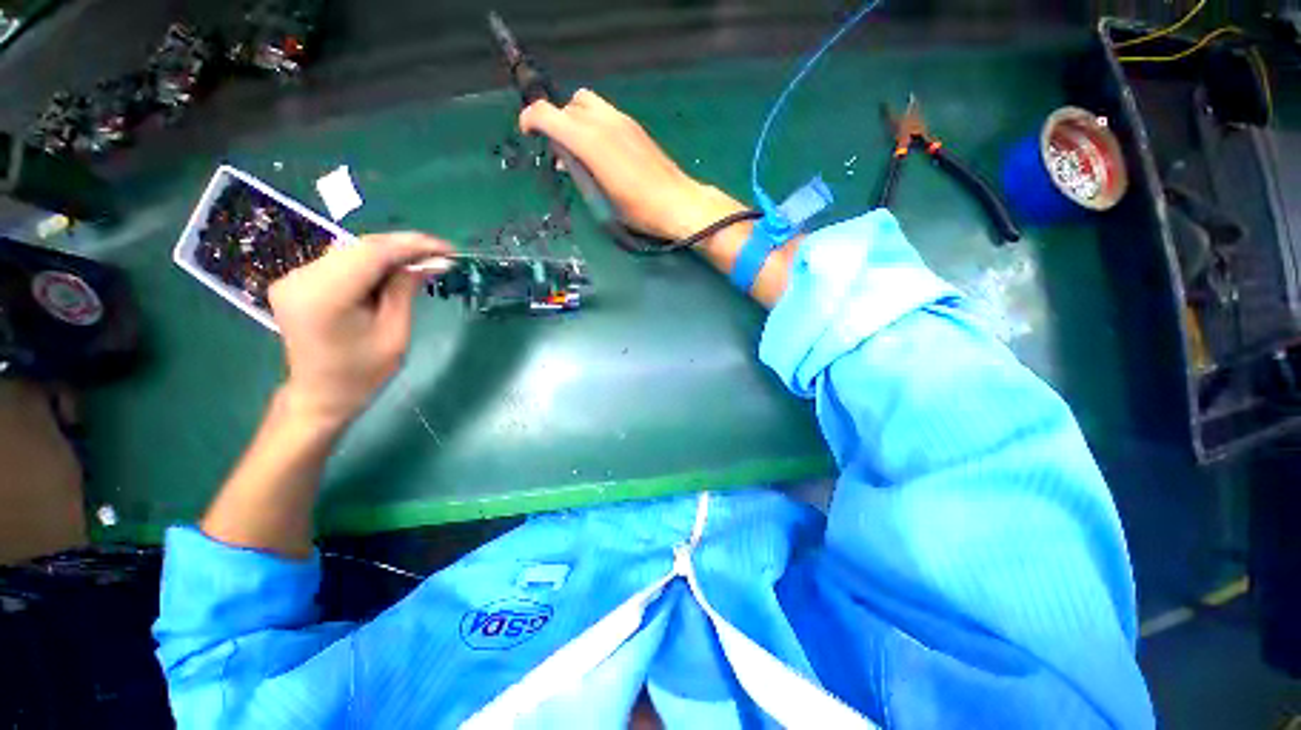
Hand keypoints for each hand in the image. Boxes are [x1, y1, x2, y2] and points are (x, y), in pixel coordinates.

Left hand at [268, 232, 452, 430]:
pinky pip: (342, 260)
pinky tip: (394, 270)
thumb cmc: (363, 373)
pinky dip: (373, 262)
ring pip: (352, 250)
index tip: (447, 249)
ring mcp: (295, 277)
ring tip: (422, 262)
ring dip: (390, 253)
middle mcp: (301, 278)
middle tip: (440, 255)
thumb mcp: (395, 333)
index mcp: (324, 297)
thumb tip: (432, 262)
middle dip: (404, 247)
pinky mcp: (298, 280)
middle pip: (360, 247)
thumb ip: (405, 290)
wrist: (321, 394)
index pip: (372, 253)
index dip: (412, 245)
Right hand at [519, 88, 744, 241]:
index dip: (531, 120)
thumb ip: (579, 173)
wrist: (677, 203)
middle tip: (560, 152)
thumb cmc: (639, 209)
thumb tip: (566, 159)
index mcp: (590, 141)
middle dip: (556, 122)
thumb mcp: (602, 198)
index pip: (548, 114)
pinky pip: (605, 113)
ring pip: (587, 103)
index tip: (528, 134)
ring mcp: (623, 121)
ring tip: (580, 149)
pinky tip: (601, 150)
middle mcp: (604, 122)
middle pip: (568, 105)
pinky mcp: (635, 127)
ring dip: (576, 119)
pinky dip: (593, 123)